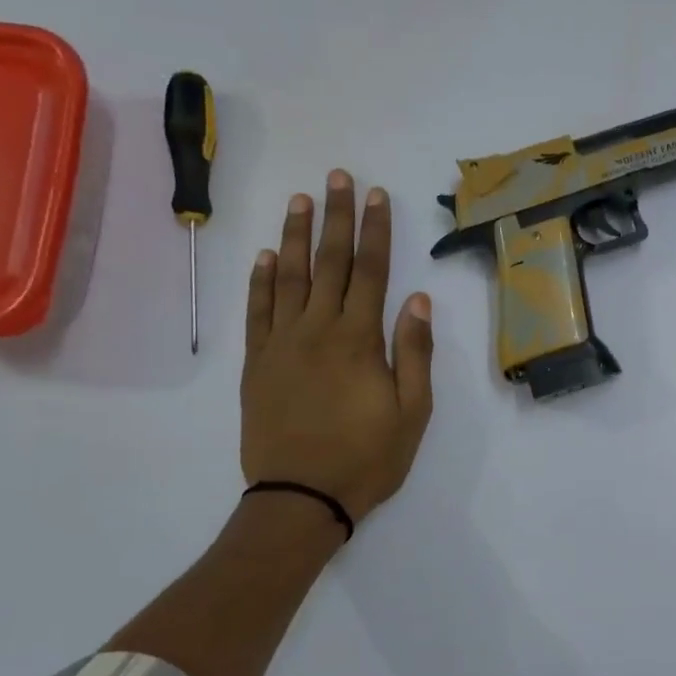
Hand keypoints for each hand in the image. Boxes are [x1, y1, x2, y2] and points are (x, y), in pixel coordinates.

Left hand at [241, 170, 434, 524]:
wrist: (300, 497)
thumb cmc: (367, 458)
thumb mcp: (412, 412)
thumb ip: (414, 353)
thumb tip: (418, 299)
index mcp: (358, 340)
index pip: (370, 272)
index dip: (375, 231)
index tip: (377, 196)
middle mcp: (317, 330)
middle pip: (328, 263)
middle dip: (336, 218)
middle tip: (338, 177)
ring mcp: (281, 344)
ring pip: (288, 277)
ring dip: (295, 236)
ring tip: (300, 200)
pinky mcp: (257, 364)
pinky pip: (257, 311)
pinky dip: (260, 281)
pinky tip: (265, 256)